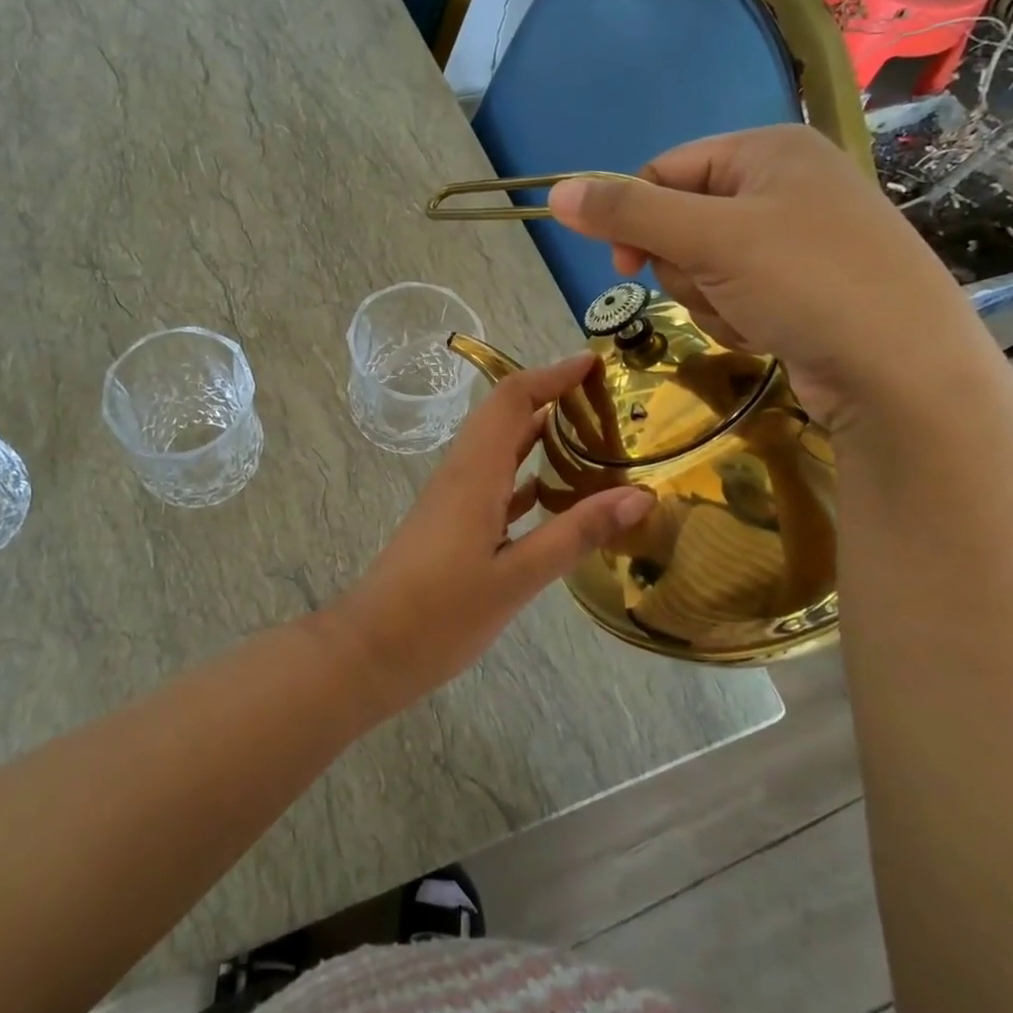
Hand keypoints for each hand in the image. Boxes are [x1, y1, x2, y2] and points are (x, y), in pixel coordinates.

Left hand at [327, 353, 653, 710]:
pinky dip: (529, 473)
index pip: (512, 399)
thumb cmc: (440, 614)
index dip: (552, 375)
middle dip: (552, 396)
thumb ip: (576, 534)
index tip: (595, 363)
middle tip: (607, 399)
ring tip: (595, 436)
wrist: (372, 649)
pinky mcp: (453, 522)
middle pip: (506, 415)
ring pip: (501, 447)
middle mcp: (462, 473)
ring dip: (541, 433)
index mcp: (474, 473)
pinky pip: (496, 480)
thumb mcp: (517, 578)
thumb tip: (640, 495)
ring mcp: (455, 498)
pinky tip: (559, 491)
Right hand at [547, 125, 991, 429]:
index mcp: (768, 149)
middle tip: (715, 287)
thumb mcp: (709, 239)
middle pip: (682, 220)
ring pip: (704, 264)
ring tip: (751, 314)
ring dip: (709, 297)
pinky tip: (768, 331)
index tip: (625, 266)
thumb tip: (556, 193)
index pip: (665, 170)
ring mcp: (799, 237)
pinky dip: (738, 316)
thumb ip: (629, 214)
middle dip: (685, 266)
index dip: (635, 218)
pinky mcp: (806, 285)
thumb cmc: (807, 283)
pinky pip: (736, 291)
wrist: (905, 371)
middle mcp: (785, 183)